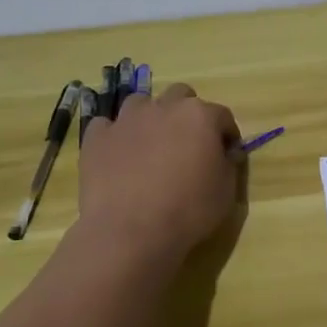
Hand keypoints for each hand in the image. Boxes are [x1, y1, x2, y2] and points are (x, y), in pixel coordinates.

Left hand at [75, 84, 242, 261]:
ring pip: (141, 103)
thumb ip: (229, 164)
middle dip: (187, 114)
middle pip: (180, 96)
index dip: (226, 134)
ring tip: (150, 145)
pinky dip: (114, 135)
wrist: (130, 231)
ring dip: (149, 117)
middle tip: (187, 143)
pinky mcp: (96, 137)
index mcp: (200, 116)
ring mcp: (126, 120)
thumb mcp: (226, 191)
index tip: (226, 154)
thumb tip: (227, 153)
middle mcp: (164, 107)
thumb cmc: (188, 210)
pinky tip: (118, 155)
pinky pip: (106, 126)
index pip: (222, 116)